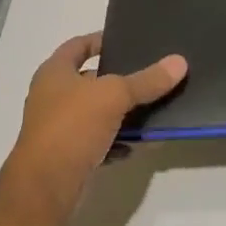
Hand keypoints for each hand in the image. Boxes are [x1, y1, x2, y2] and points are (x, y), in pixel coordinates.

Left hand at [0, 33, 187, 215]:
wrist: (45, 186)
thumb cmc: (72, 126)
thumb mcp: (114, 96)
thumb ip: (146, 80)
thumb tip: (179, 62)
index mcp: (54, 72)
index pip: (77, 45)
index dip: (99, 40)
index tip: (126, 40)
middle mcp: (51, 96)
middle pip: (89, 80)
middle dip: (117, 79)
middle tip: (148, 74)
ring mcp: (57, 128)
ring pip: (95, 113)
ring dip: (120, 113)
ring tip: (151, 109)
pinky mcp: (66, 155)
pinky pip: (97, 142)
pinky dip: (115, 141)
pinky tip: (136, 145)